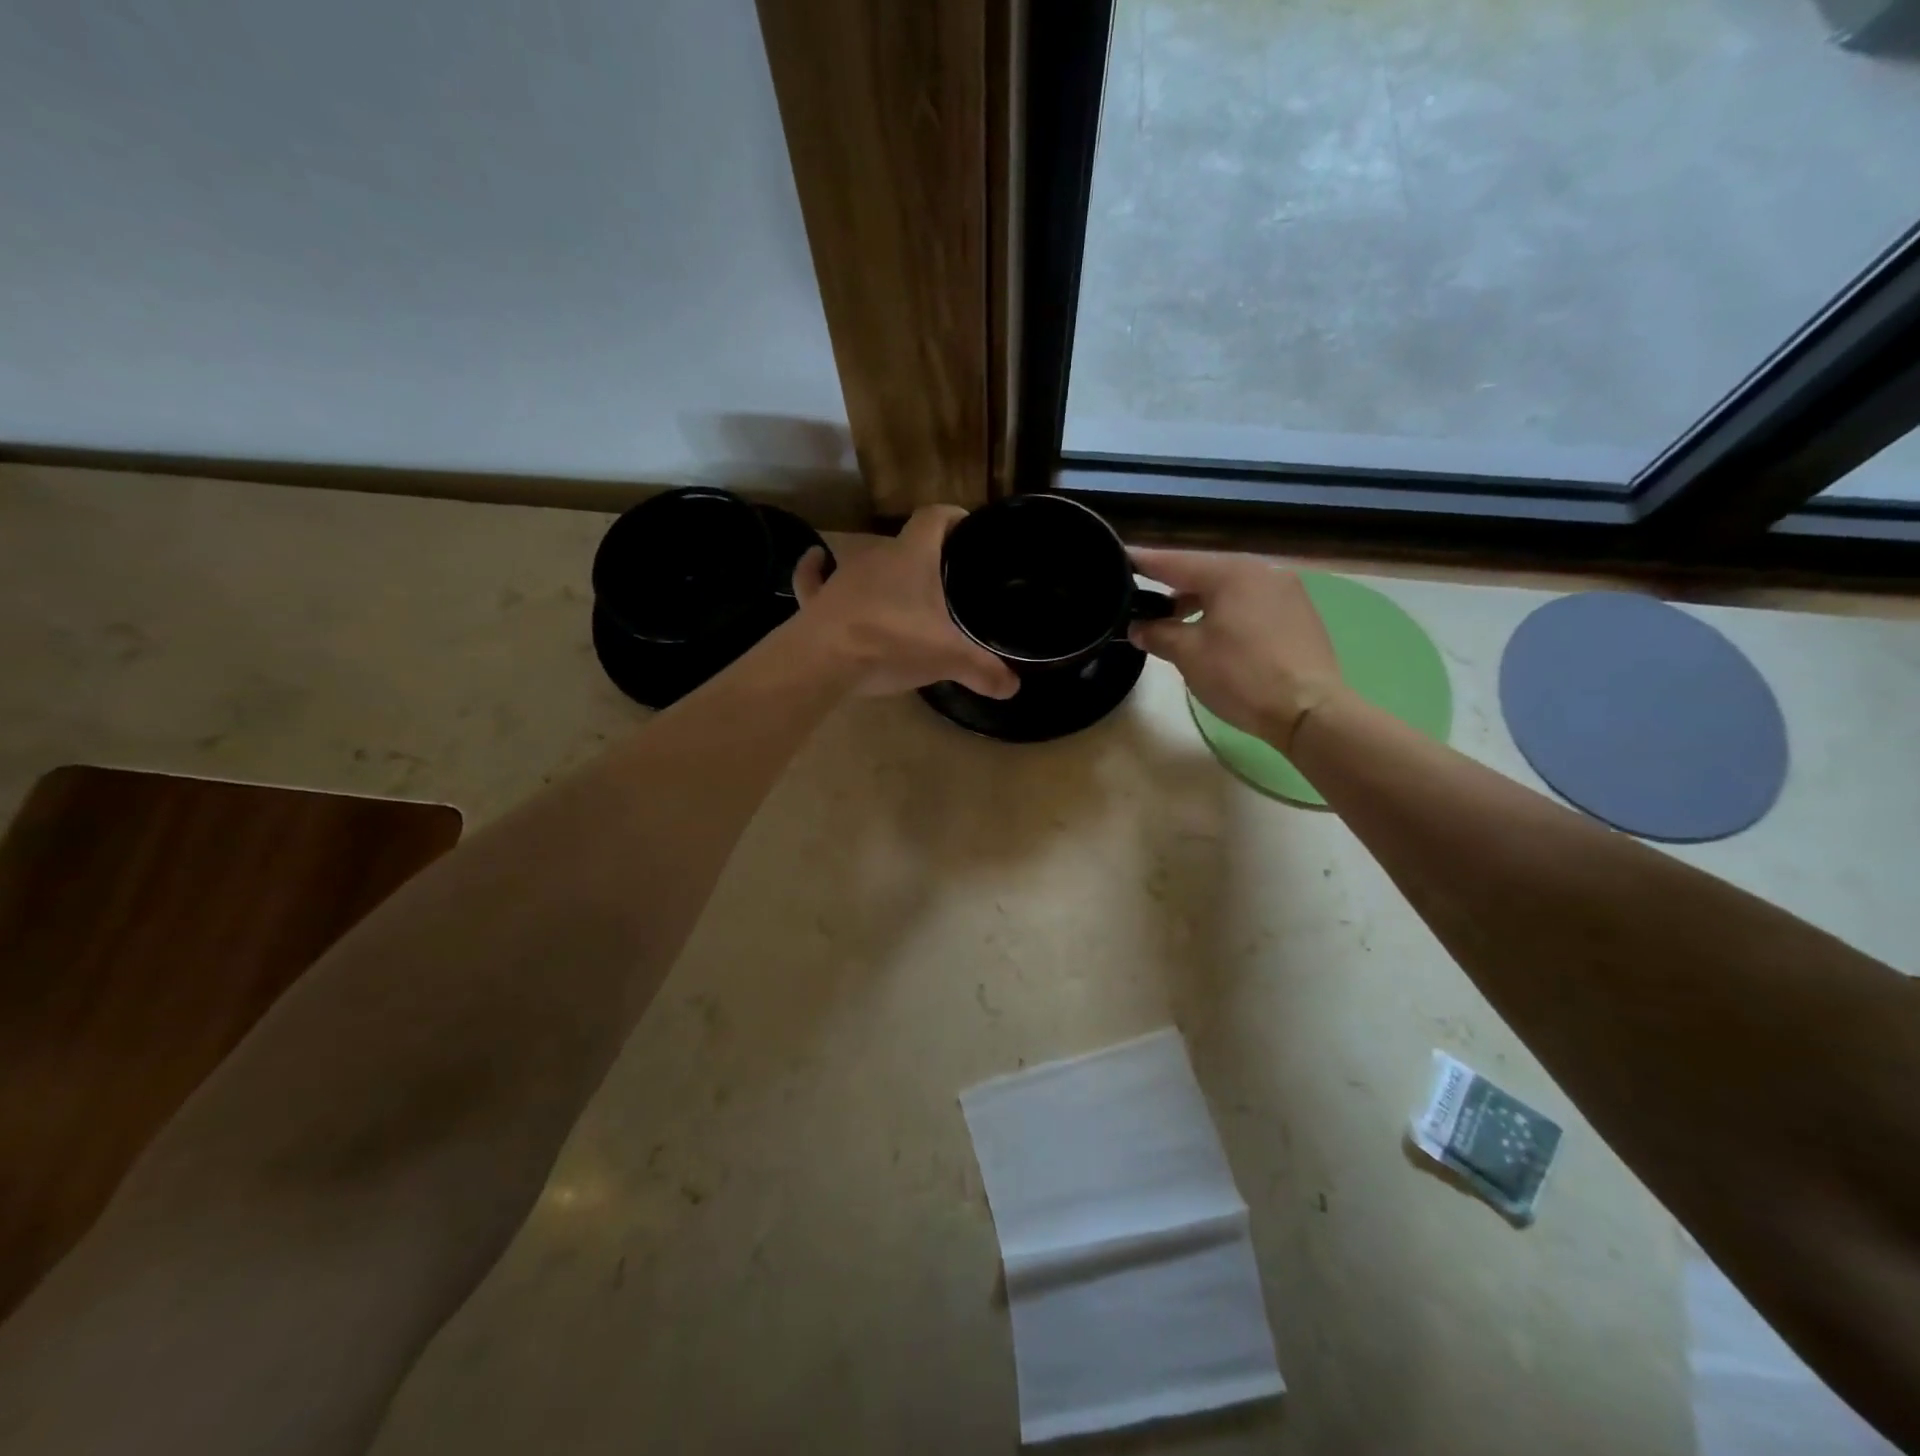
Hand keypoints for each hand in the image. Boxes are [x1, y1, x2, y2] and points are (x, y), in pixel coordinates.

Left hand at [792, 506, 1019, 699]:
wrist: (823, 660)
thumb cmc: (893, 642)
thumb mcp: (948, 657)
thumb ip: (983, 670)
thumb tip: (1014, 688)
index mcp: (912, 556)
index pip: (934, 518)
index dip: (952, 518)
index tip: (966, 528)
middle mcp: (876, 556)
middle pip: (903, 543)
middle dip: (923, 556)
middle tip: (943, 580)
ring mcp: (841, 576)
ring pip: (865, 562)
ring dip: (882, 571)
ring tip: (901, 590)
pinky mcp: (817, 599)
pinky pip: (815, 578)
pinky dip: (817, 570)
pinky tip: (818, 562)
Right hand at [1128, 548, 1339, 750]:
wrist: (1310, 710)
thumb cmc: (1242, 676)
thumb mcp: (1188, 654)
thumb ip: (1158, 633)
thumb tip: (1138, 627)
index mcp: (1231, 572)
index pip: (1175, 562)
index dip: (1144, 562)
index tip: (1120, 557)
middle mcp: (1262, 571)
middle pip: (1205, 573)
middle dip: (1173, 587)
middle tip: (1144, 602)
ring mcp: (1286, 592)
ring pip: (1230, 589)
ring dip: (1200, 602)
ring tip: (1176, 624)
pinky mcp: (1300, 615)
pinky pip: (1252, 604)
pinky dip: (1227, 613)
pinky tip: (1216, 635)